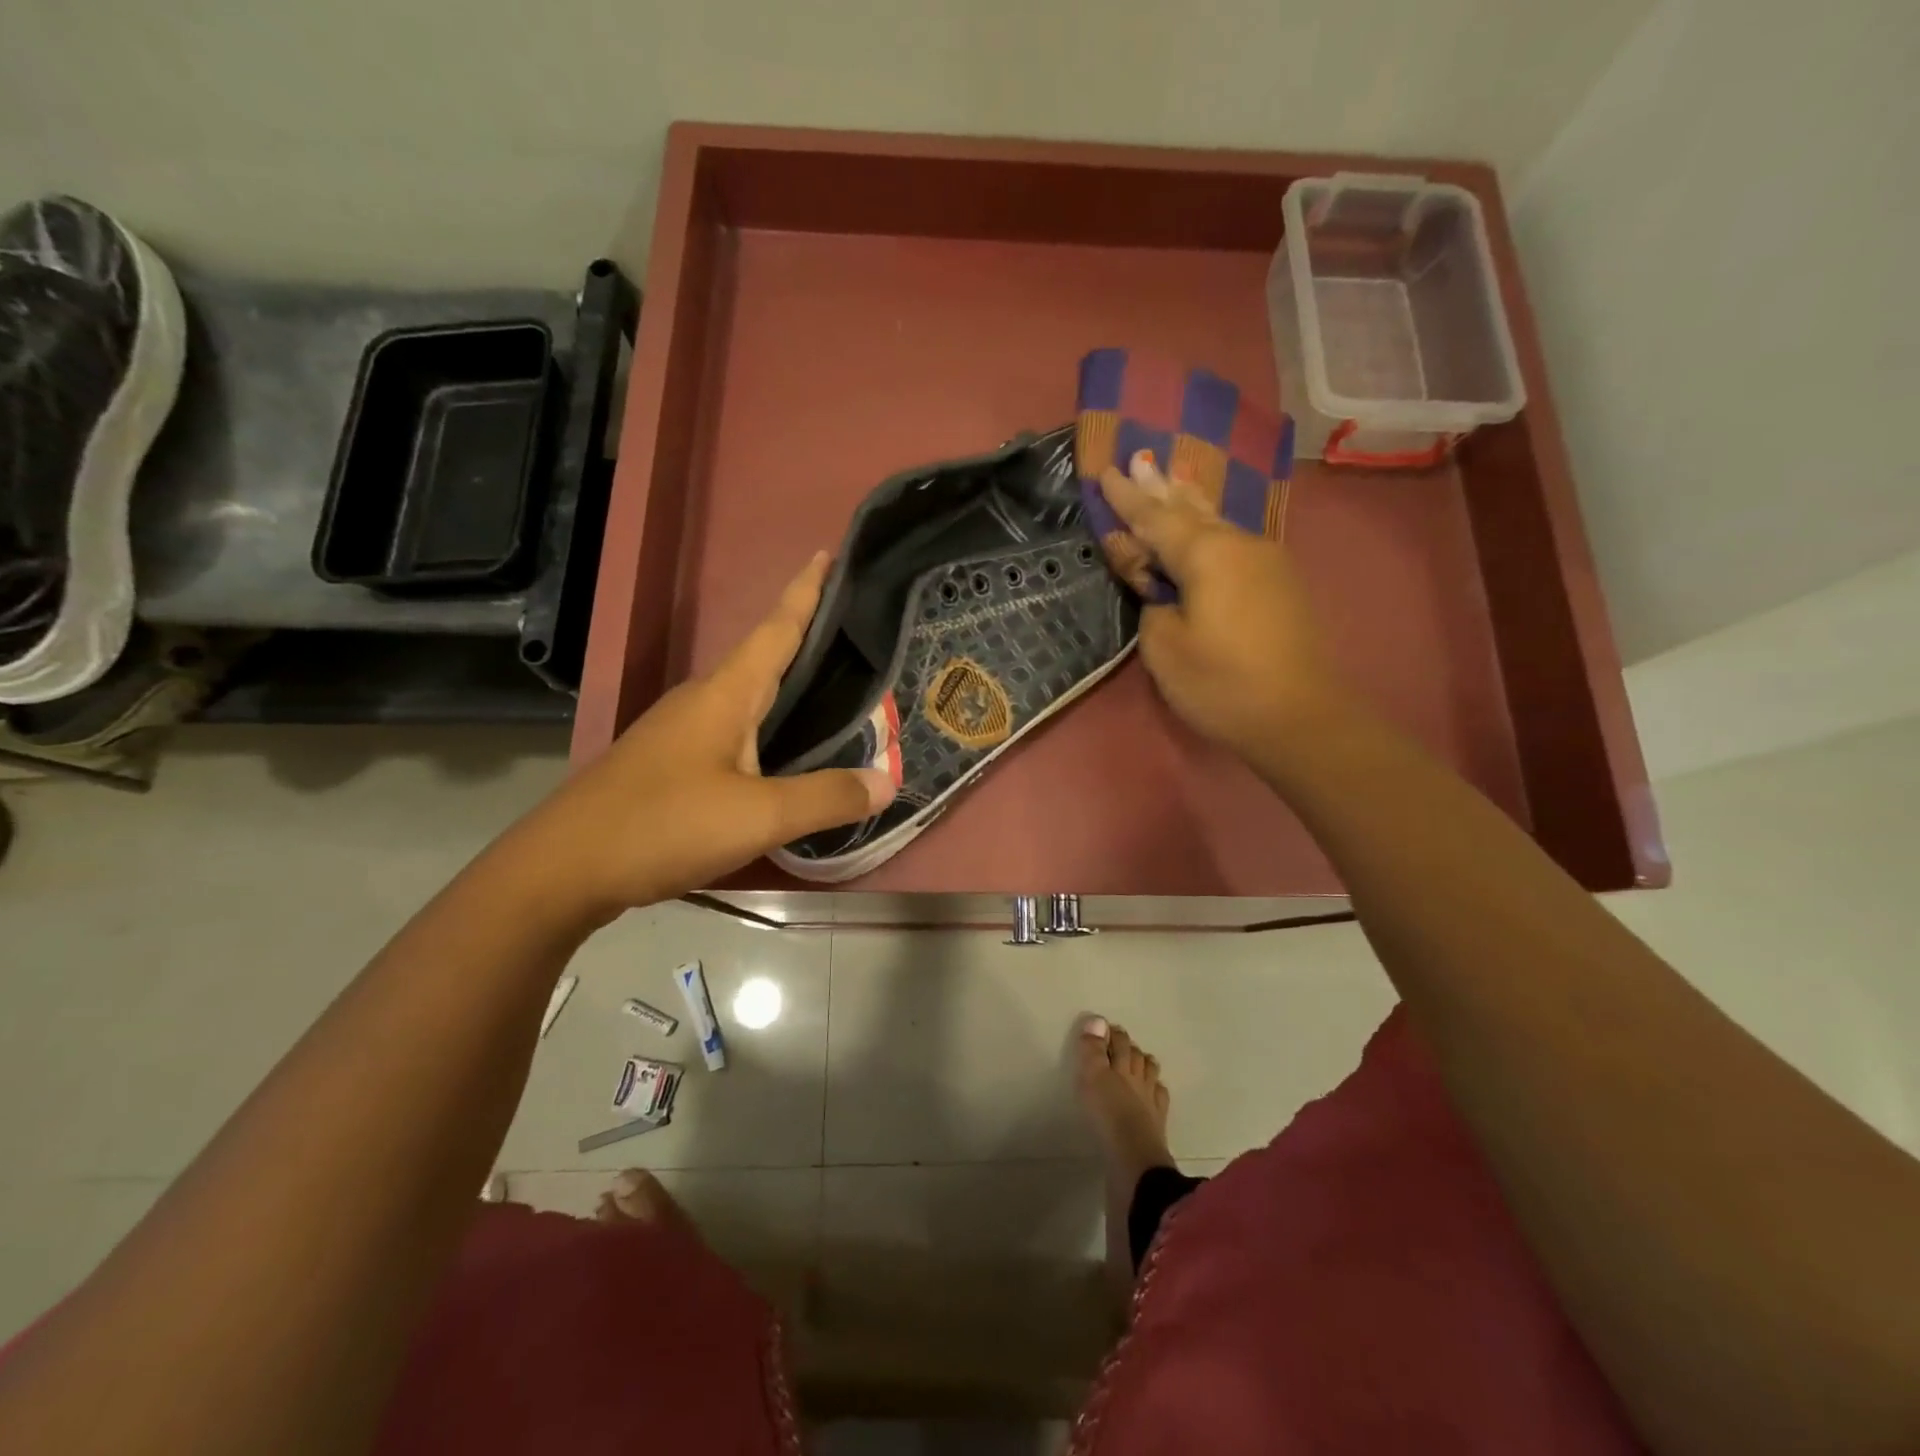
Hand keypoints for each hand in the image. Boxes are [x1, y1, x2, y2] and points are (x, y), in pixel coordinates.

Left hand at [506, 552, 893, 927]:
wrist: (563, 869)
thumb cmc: (663, 825)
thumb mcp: (758, 816)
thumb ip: (825, 798)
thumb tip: (888, 782)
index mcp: (725, 694)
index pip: (775, 629)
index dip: (805, 592)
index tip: (829, 554)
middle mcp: (702, 700)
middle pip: (762, 655)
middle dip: (804, 635)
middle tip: (852, 627)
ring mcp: (680, 731)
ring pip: (746, 694)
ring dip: (785, 682)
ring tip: (830, 685)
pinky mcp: (670, 762)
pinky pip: (732, 727)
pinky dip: (767, 722)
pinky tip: (781, 748)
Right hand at [1100, 450, 1350, 764]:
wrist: (1300, 717)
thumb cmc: (1221, 684)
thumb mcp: (1165, 646)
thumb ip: (1151, 601)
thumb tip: (1159, 584)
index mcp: (1207, 554)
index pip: (1155, 517)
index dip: (1127, 498)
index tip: (1107, 472)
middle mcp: (1240, 544)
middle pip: (1190, 509)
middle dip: (1161, 488)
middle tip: (1140, 459)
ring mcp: (1266, 561)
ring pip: (1216, 522)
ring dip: (1188, 503)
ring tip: (1171, 479)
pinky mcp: (1279, 583)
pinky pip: (1233, 542)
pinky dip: (1208, 528)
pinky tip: (1205, 524)